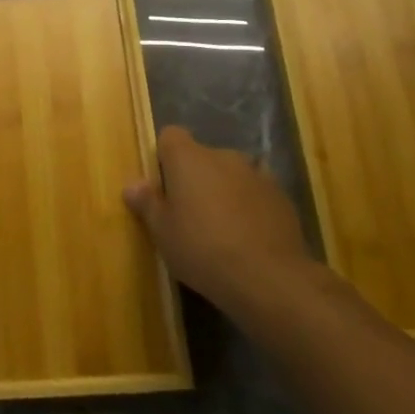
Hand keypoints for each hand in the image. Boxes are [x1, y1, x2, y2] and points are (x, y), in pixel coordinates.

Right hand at [124, 126, 318, 314]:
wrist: (268, 277)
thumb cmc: (202, 249)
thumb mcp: (162, 232)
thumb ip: (147, 203)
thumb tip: (133, 185)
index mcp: (188, 158)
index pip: (171, 136)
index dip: (165, 157)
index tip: (163, 187)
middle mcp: (223, 155)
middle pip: (202, 157)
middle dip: (195, 178)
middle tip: (188, 215)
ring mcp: (257, 174)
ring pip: (231, 175)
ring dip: (224, 191)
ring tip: (221, 229)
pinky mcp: (282, 196)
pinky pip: (255, 193)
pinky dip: (249, 207)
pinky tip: (247, 239)